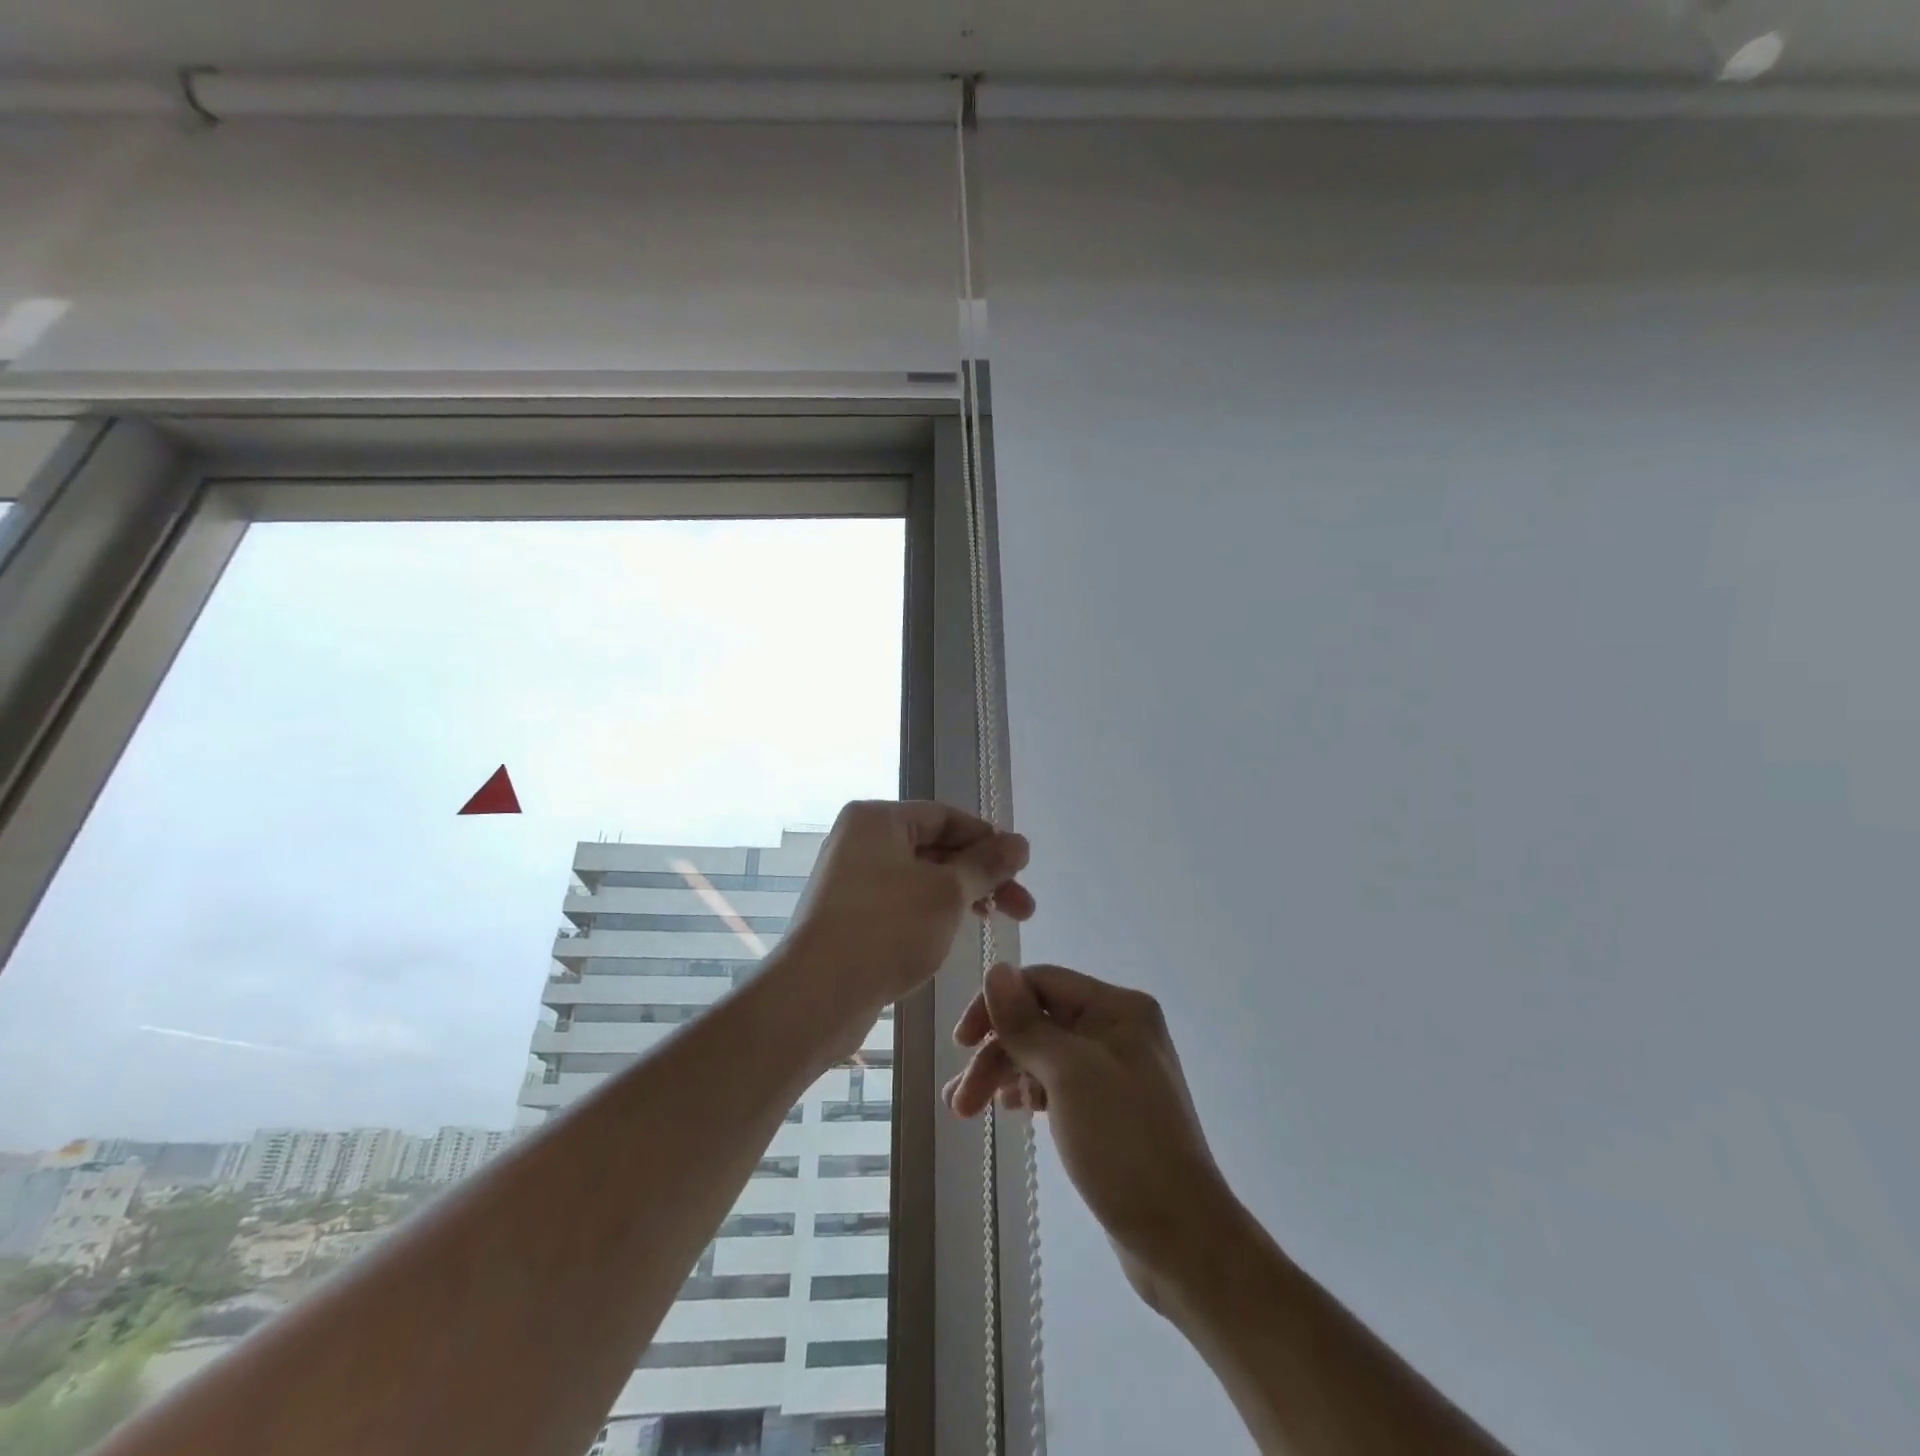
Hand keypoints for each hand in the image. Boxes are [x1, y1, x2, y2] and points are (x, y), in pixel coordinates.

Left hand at [788, 802, 1033, 1014]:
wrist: (817, 995)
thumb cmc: (886, 929)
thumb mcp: (947, 892)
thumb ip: (987, 864)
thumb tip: (1020, 842)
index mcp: (877, 819)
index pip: (945, 816)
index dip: (988, 839)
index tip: (1021, 869)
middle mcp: (860, 841)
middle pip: (935, 847)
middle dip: (982, 875)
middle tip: (1023, 908)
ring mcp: (851, 880)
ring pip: (921, 878)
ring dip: (962, 896)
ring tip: (996, 923)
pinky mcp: (849, 916)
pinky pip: (902, 902)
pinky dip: (933, 913)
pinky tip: (955, 935)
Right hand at [946, 963, 1234, 1312]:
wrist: (1181, 1238)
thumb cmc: (1124, 1145)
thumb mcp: (1069, 1075)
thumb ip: (1026, 1022)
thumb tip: (995, 968)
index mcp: (1117, 1008)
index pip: (1041, 983)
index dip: (996, 1005)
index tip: (961, 1044)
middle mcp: (1117, 1029)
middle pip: (1038, 1021)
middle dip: (995, 1053)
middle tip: (959, 1101)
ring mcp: (1114, 1069)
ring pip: (1043, 1054)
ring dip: (1002, 1075)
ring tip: (965, 1111)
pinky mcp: (1108, 1107)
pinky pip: (1056, 1082)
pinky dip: (1027, 1091)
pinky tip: (1008, 1110)